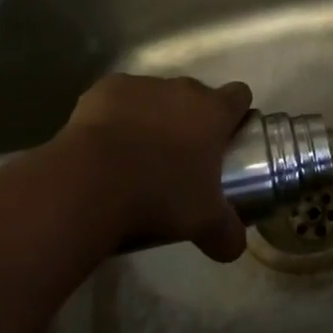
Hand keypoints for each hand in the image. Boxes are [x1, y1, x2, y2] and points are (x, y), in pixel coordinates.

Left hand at [57, 73, 253, 260]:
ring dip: (153, 117)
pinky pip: (118, 99)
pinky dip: (116, 116)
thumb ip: (226, 233)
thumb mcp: (203, 222)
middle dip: (191, 120)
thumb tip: (235, 247)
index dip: (236, 113)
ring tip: (138, 155)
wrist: (93, 179)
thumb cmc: (160, 195)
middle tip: (181, 158)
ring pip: (156, 96)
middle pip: (195, 96)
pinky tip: (106, 145)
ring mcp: (142, 85)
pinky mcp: (105, 89)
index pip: (239, 95)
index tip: (229, 136)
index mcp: (213, 111)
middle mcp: (181, 89)